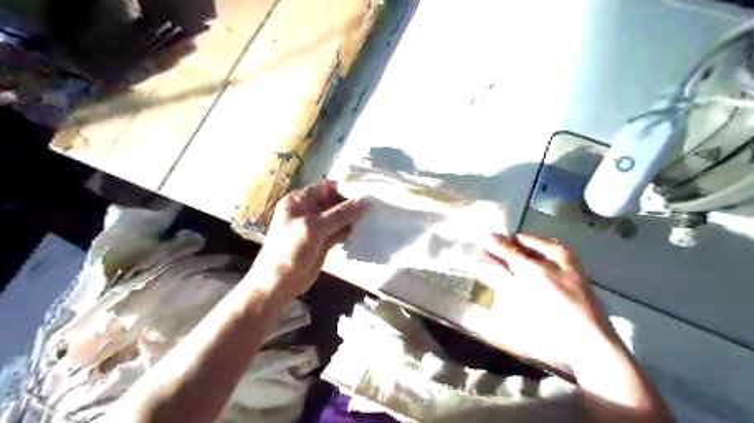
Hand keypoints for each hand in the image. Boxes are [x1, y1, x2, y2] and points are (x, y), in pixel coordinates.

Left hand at [250, 179, 362, 301]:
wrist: (279, 282)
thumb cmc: (290, 249)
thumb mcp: (314, 227)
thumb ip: (339, 214)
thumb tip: (363, 201)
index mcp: (299, 201)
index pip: (325, 188)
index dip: (343, 189)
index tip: (364, 193)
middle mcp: (308, 211)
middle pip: (334, 201)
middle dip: (351, 204)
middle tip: (371, 208)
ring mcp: (316, 227)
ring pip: (339, 217)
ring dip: (352, 219)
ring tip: (371, 219)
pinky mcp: (323, 241)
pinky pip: (339, 231)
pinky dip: (349, 231)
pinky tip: (361, 232)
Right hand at [483, 235, 611, 356]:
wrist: (581, 340)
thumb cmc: (560, 300)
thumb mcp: (533, 272)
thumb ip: (510, 253)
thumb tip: (489, 234)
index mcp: (554, 252)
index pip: (521, 239)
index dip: (502, 242)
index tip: (482, 247)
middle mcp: (549, 263)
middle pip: (517, 254)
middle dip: (497, 255)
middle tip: (475, 256)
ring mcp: (543, 282)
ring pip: (514, 269)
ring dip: (497, 267)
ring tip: (475, 265)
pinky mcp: (537, 298)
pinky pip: (516, 284)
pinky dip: (502, 281)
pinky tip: (488, 278)